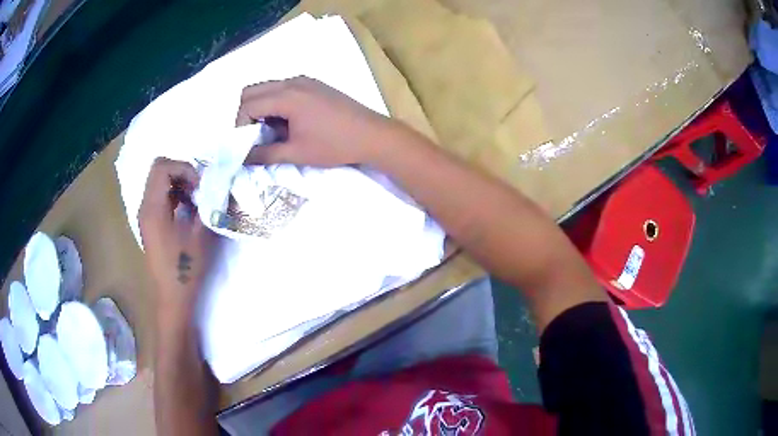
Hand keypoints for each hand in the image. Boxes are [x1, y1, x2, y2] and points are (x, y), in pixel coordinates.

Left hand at [138, 158, 215, 317]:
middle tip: (199, 188)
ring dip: (178, 183)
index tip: (200, 185)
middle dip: (181, 172)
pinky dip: (174, 194)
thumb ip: (207, 205)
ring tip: (195, 199)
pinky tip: (188, 209)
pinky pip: (159, 196)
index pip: (162, 167)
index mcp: (153, 208)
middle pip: (158, 170)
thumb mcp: (201, 235)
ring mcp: (145, 215)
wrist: (173, 297)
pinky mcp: (149, 223)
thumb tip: (215, 185)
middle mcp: (145, 207)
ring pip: (158, 181)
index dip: (184, 168)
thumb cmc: (186, 268)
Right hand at [236, 76, 404, 166]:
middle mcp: (292, 82)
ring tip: (272, 132)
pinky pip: (284, 89)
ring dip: (261, 108)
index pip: (247, 105)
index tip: (245, 145)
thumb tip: (241, 159)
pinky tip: (288, 123)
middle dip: (246, 114)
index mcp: (286, 96)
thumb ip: (264, 154)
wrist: (372, 135)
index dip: (239, 126)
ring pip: (267, 88)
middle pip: (252, 91)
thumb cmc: (334, 145)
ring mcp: (305, 81)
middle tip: (253, 137)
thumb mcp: (296, 152)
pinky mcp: (314, 85)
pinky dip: (276, 103)